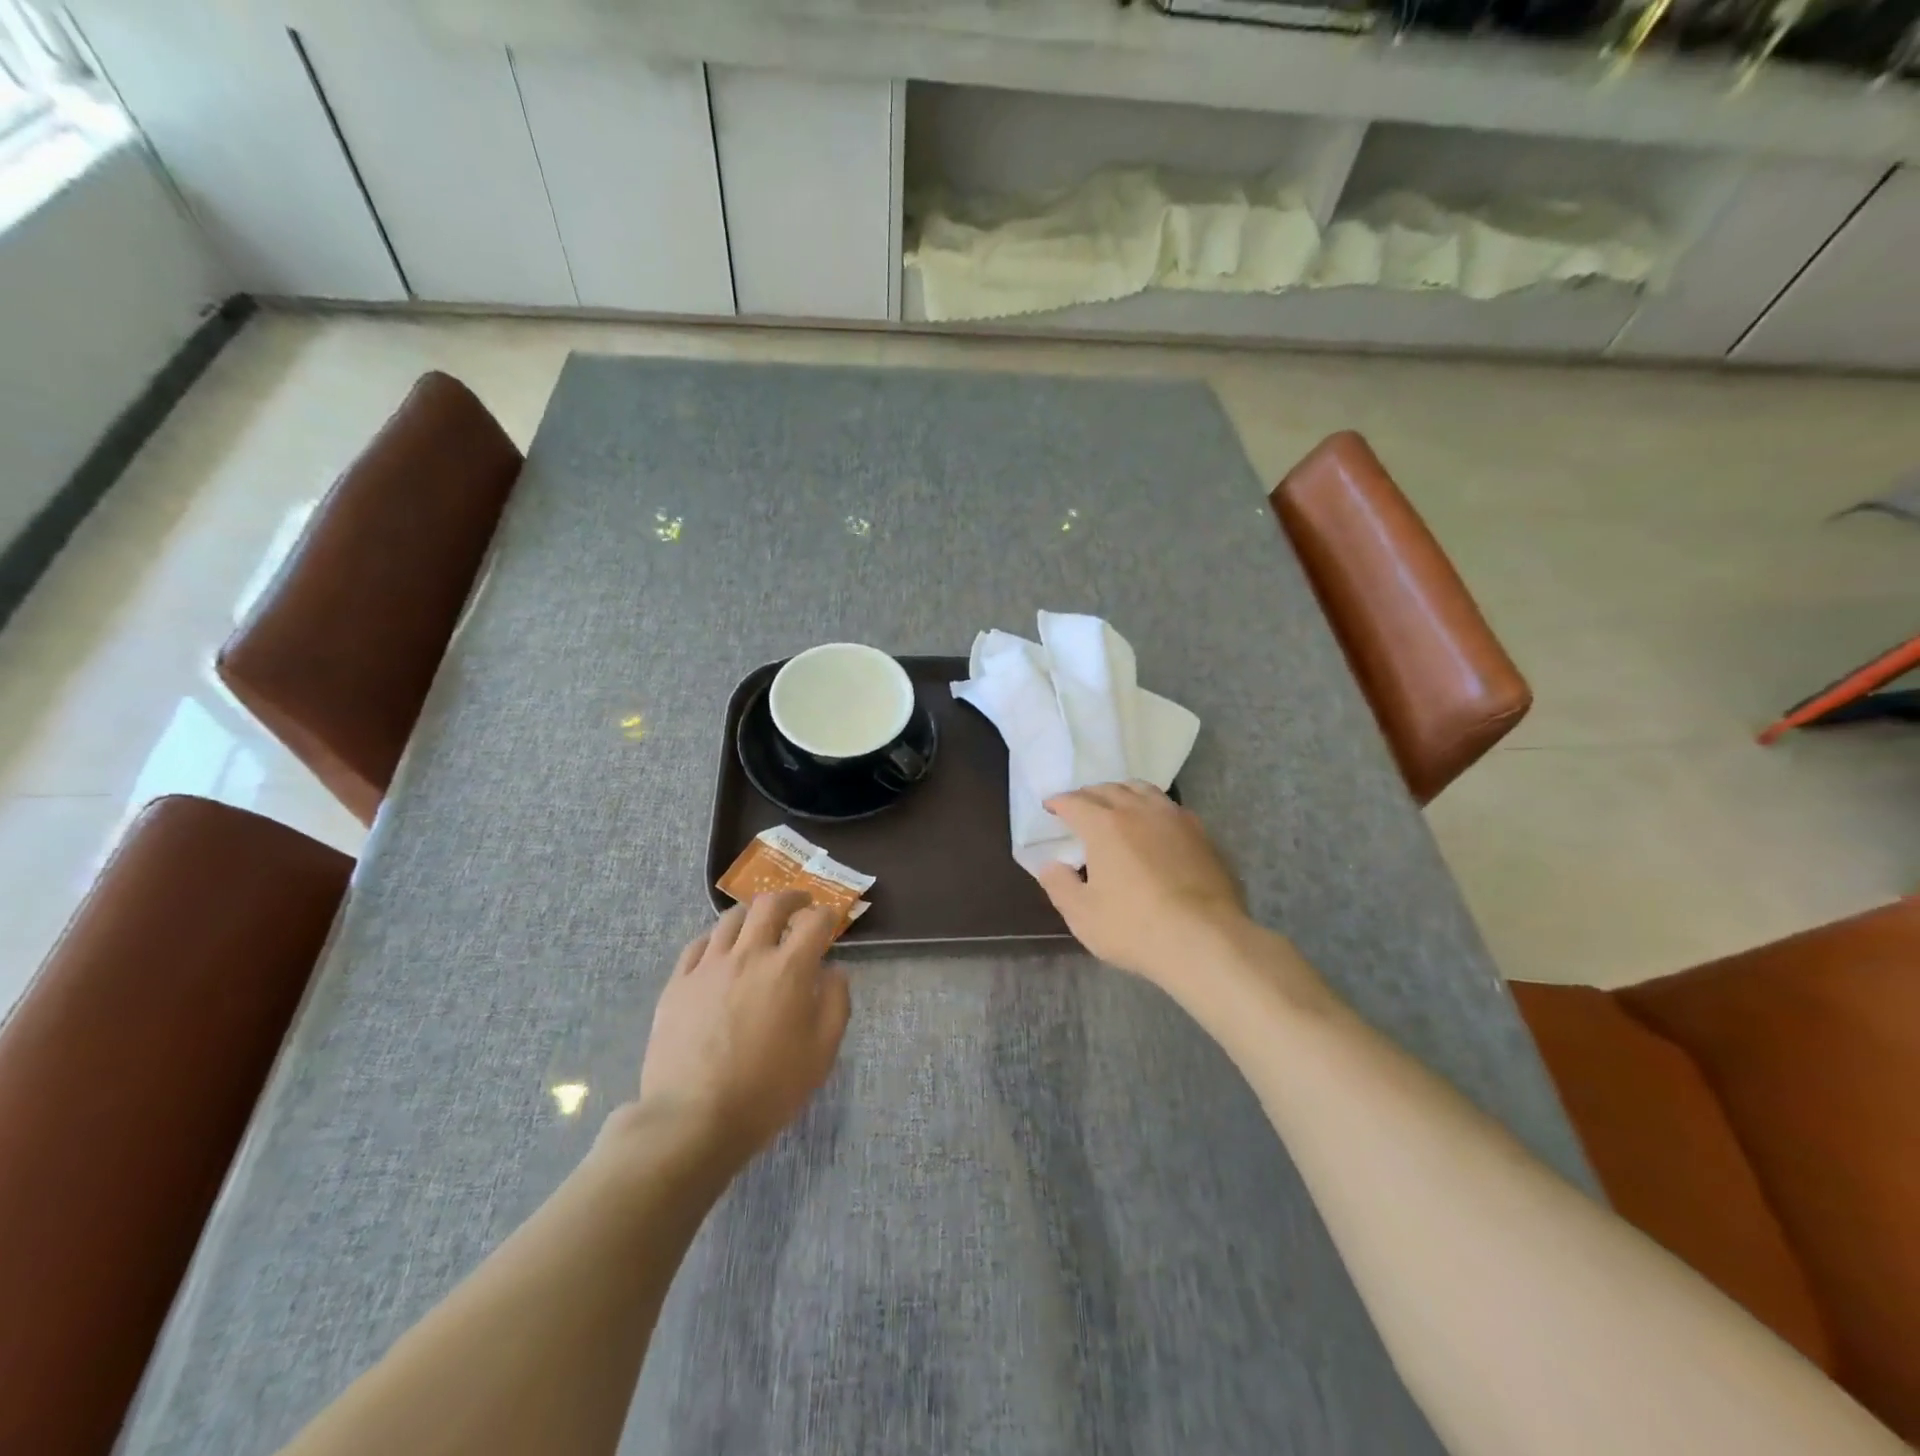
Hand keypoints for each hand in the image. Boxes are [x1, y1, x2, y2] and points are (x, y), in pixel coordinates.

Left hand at [634, 892, 850, 1162]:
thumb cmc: (768, 1089)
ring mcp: (708, 967)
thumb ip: (835, 1003)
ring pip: (730, 919)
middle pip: (769, 904)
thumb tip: (834, 970)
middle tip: (799, 905)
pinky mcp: (677, 983)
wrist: (693, 1119)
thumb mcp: (821, 1053)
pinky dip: (715, 939)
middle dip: (790, 898)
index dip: (828, 915)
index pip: (815, 922)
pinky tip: (719, 951)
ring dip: (751, 914)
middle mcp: (749, 955)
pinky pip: (697, 945)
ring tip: (758, 924)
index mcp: (789, 969)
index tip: (830, 920)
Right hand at [1035, 782, 1250, 986]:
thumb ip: (1059, 885)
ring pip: (1143, 790)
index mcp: (1104, 825)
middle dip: (1089, 795)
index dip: (1059, 803)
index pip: (1075, 802)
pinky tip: (1154, 825)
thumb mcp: (1083, 915)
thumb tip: (1050, 865)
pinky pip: (1169, 807)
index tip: (1050, 807)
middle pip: (1109, 790)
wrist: (1206, 940)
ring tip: (1117, 805)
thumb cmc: (1135, 927)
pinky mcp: (1201, 834)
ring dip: (1123, 793)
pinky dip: (1152, 807)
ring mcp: (1174, 818)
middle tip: (1080, 806)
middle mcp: (1138, 811)